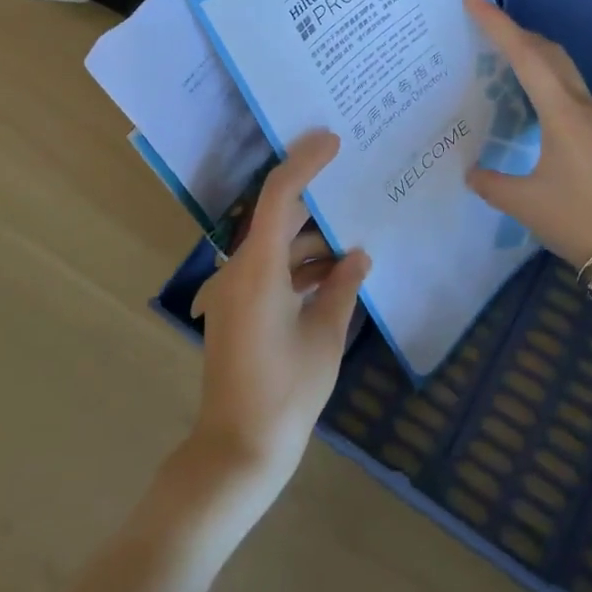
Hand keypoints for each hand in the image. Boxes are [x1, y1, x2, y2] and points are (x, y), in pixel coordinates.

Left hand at [188, 131, 369, 502]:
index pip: (280, 196)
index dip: (305, 162)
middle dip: (314, 198)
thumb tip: (358, 256)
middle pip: (277, 216)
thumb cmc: (286, 394)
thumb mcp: (325, 338)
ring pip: (275, 245)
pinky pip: (269, 270)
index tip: (333, 141)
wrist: (237, 450)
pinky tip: (333, 273)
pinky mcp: (236, 309)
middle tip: (352, 180)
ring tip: (354, 234)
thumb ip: (342, 288)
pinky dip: (298, 266)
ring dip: (311, 240)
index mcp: (259, 269)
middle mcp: (239, 270)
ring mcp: (233, 290)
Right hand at [462, 0, 591, 267]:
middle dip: (515, 31)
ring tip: (498, 54)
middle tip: (481, 24)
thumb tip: (471, 172)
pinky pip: (565, 89)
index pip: (525, 55)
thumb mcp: (523, 203)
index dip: (497, 24)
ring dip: (531, 52)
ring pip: (561, 68)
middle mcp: (581, 107)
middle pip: (548, 52)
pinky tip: (525, 97)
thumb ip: (491, 183)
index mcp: (562, 113)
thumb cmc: (576, 220)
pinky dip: (541, 77)